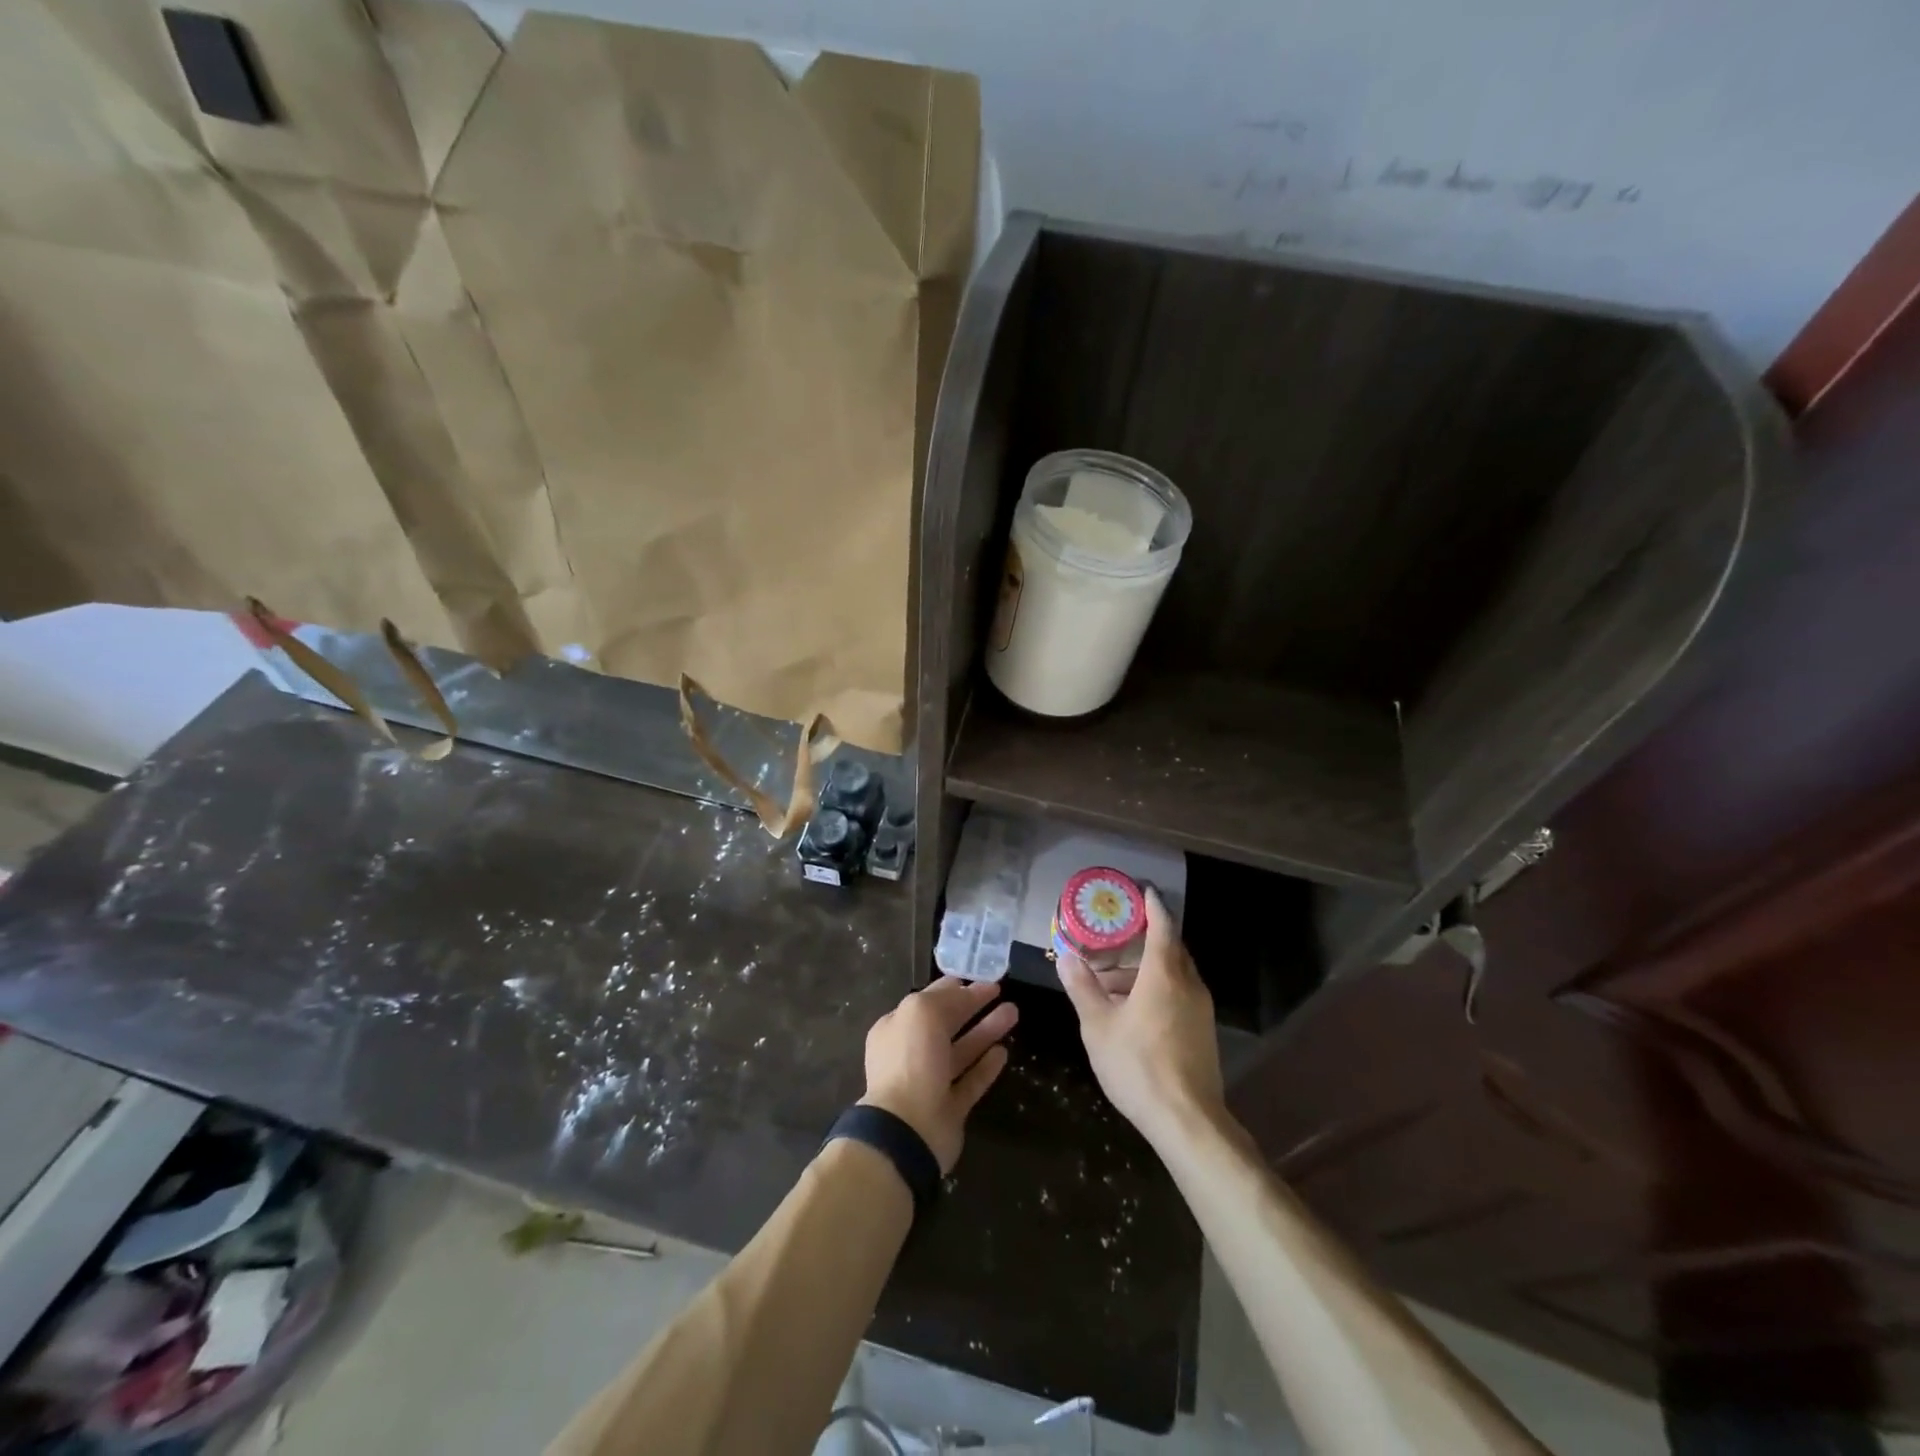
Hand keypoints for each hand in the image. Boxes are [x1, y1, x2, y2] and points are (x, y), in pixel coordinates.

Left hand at [860, 977, 1017, 1173]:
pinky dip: (986, 1066)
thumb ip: (944, 998)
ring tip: (1013, 1012)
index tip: (980, 976)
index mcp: (897, 1027)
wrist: (908, 1129)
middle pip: (947, 1023)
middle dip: (974, 1005)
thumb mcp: (922, 1012)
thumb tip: (964, 991)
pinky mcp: (949, 1108)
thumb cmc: (911, 1060)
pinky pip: (971, 1081)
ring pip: (963, 1050)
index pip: (928, 1000)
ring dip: (986, 1030)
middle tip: (1001, 990)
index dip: (954, 987)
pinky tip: (1004, 1052)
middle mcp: (911, 1053)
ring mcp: (930, 1082)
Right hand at [1058, 887, 1224, 1145]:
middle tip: (1118, 932)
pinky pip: (1180, 994)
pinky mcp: (1203, 1032)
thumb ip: (1082, 987)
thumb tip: (1066, 956)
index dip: (1152, 907)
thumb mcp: (1098, 1025)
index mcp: (1164, 974)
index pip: (1162, 926)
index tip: (1142, 890)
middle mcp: (1188, 984)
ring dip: (1148, 968)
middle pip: (1171, 949)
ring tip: (1114, 976)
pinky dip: (1158, 988)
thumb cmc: (1138, 1065)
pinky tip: (1133, 1007)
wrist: (1187, 1120)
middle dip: (1147, 937)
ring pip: (1175, 974)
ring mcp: (1200, 1010)